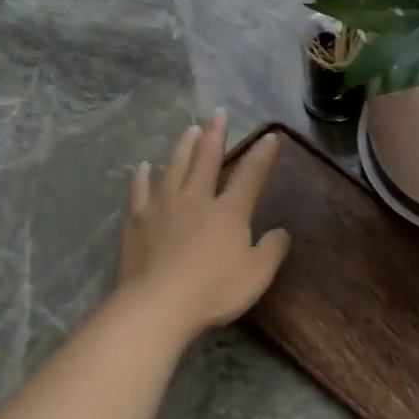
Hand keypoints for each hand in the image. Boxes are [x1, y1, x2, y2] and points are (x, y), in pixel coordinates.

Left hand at [116, 111, 289, 338]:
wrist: (159, 305)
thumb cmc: (215, 290)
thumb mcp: (257, 274)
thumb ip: (272, 249)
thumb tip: (281, 231)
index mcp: (229, 211)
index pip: (250, 175)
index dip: (262, 155)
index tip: (270, 136)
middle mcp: (197, 199)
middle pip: (207, 159)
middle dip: (215, 135)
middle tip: (218, 113)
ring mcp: (163, 207)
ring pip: (174, 167)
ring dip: (183, 147)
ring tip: (189, 129)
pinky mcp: (137, 220)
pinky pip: (141, 190)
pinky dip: (144, 176)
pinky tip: (145, 166)